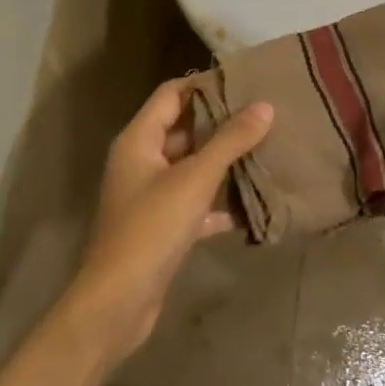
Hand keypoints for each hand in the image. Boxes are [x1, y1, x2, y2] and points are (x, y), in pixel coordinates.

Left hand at [68, 80, 273, 365]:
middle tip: (264, 115)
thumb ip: (230, 141)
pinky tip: (253, 204)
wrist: (118, 303)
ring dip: (224, 162)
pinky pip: (195, 204)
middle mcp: (141, 161)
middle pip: (184, 129)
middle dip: (221, 123)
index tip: (244, 82)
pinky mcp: (162, 227)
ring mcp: (150, 196)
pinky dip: (219, 203)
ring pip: (192, 167)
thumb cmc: (151, 229)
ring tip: (267, 150)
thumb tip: (265, 106)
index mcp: (139, 140)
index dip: (204, 85)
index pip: (171, 94)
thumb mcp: (195, 180)